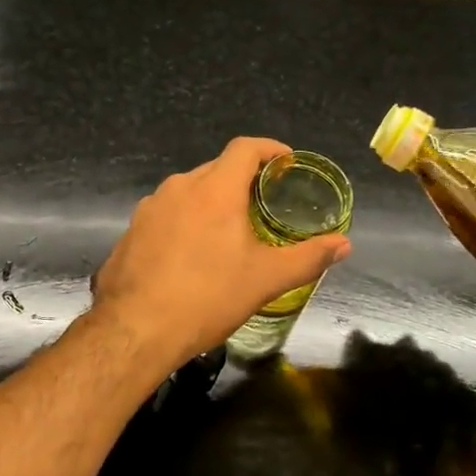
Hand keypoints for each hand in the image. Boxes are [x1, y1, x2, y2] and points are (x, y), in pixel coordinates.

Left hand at [90, 137, 352, 371]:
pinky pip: (165, 214)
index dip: (269, 148)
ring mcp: (149, 208)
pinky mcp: (130, 231)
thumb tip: (344, 244)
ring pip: (188, 192)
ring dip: (211, 202)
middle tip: (262, 203)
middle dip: (241, 179)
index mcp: (214, 189)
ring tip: (227, 230)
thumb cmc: (208, 296)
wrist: (136, 328)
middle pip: (216, 169)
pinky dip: (184, 222)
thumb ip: (308, 258)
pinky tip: (190, 253)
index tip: (286, 161)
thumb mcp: (266, 279)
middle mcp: (179, 187)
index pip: (245, 148)